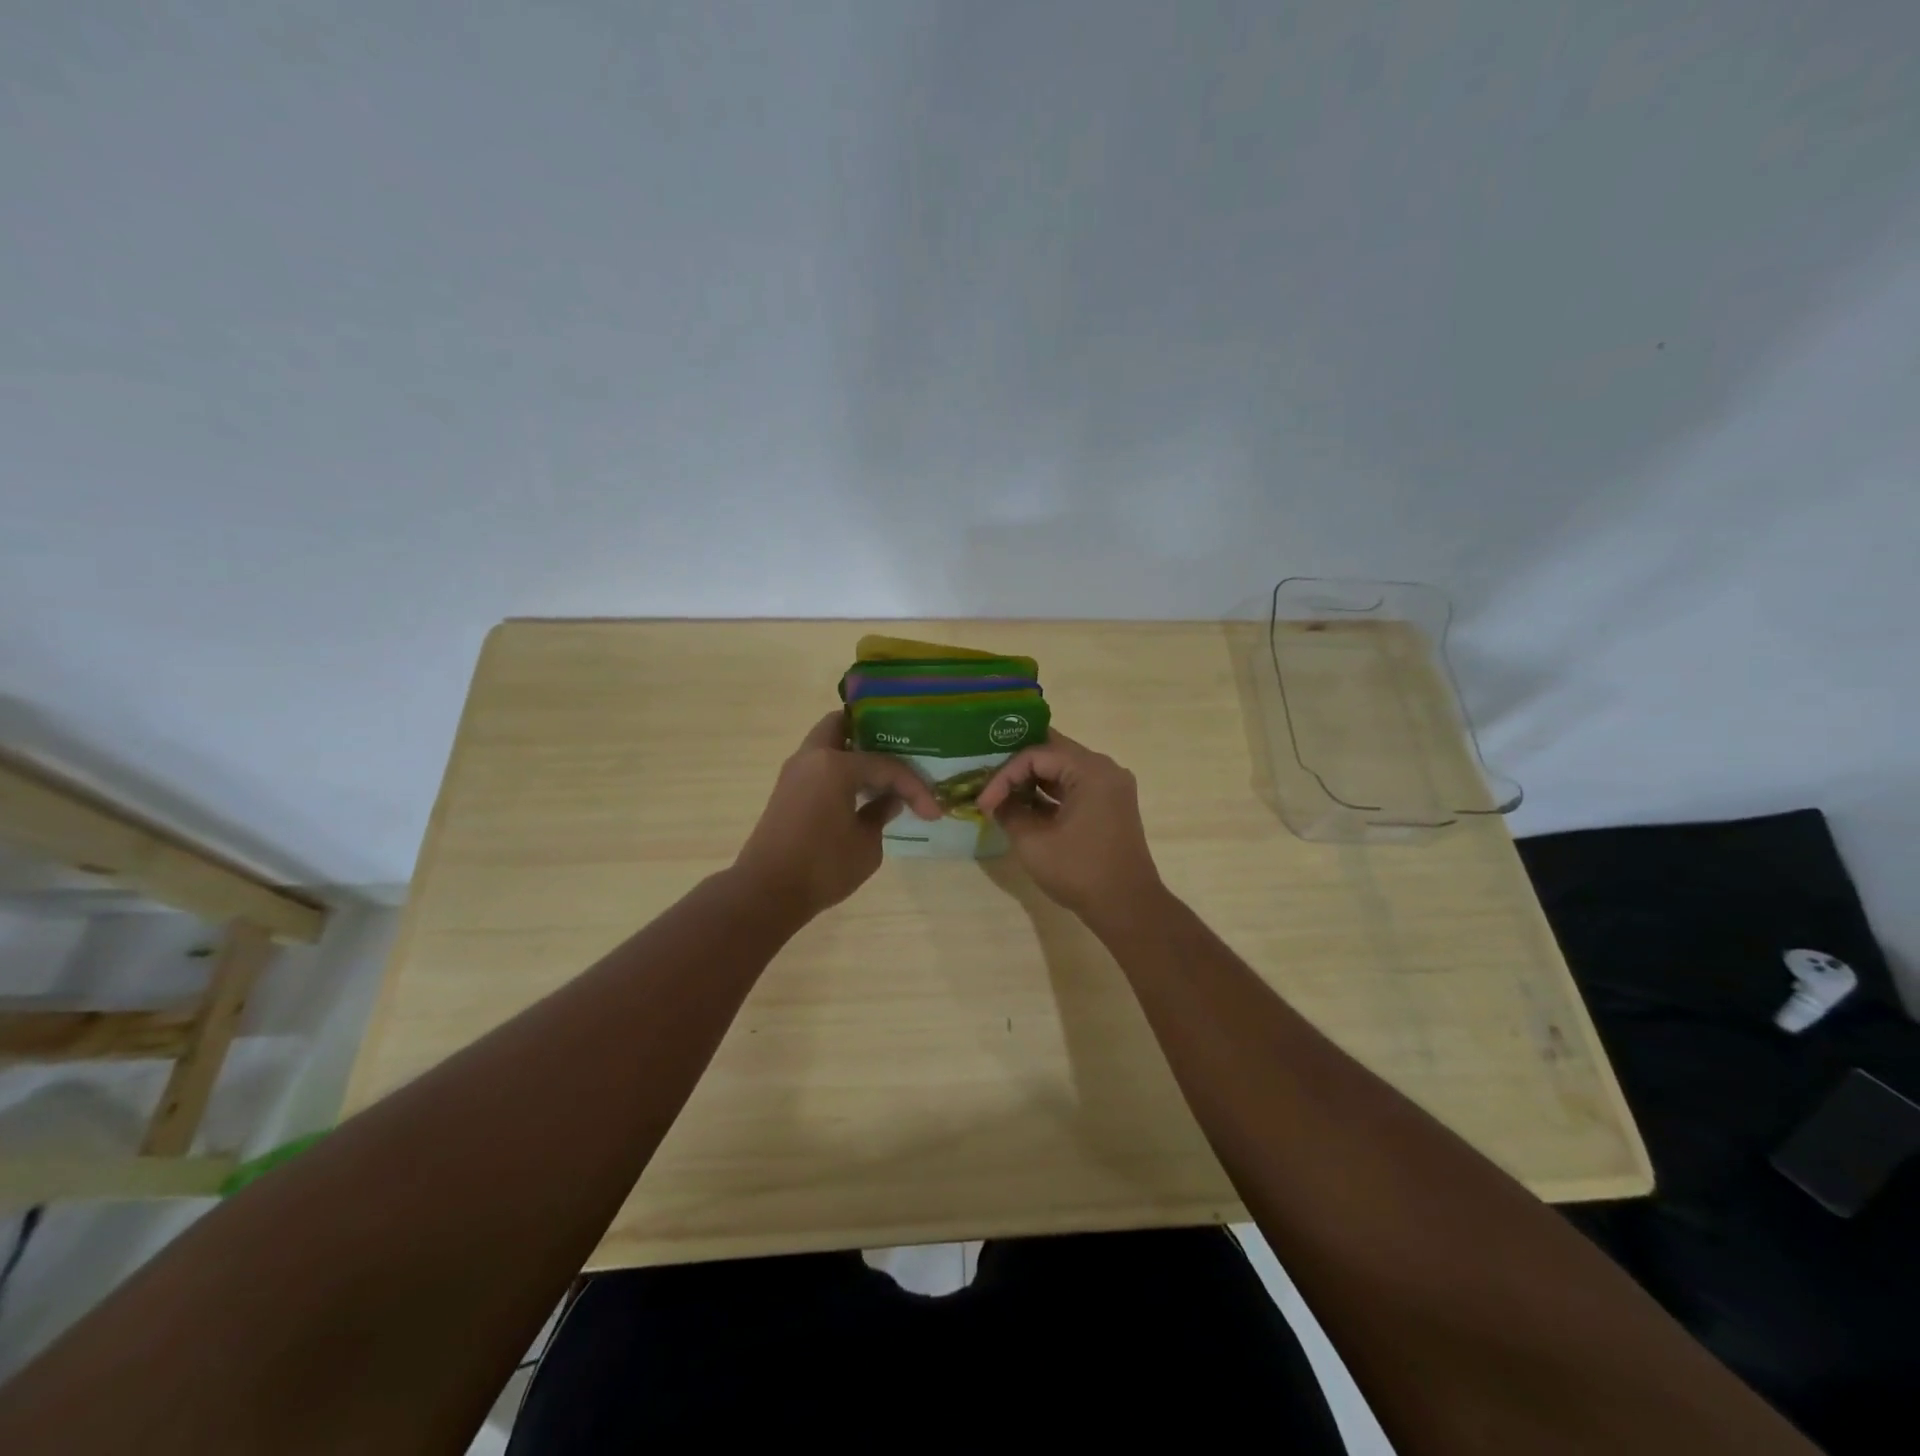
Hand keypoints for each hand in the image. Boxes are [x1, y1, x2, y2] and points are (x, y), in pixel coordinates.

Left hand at [734, 711, 941, 919]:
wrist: (767, 893)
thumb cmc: (822, 867)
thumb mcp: (867, 844)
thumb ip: (881, 814)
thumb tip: (889, 801)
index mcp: (834, 764)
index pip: (886, 765)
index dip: (914, 787)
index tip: (933, 812)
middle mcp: (812, 757)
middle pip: (843, 725)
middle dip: (872, 735)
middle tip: (899, 754)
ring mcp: (795, 773)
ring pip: (828, 745)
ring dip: (854, 754)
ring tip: (884, 775)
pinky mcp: (787, 791)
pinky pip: (820, 766)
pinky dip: (841, 771)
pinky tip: (862, 792)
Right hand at [975, 730, 1163, 921]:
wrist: (1127, 907)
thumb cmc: (1080, 871)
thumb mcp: (1033, 842)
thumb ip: (1009, 812)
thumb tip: (996, 802)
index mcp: (1090, 770)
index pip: (1036, 754)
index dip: (1004, 775)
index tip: (984, 802)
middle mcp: (1105, 768)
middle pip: (1052, 752)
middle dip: (1017, 768)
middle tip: (989, 782)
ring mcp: (1111, 786)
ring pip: (1063, 768)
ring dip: (1033, 779)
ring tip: (1003, 795)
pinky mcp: (1110, 804)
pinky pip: (1075, 786)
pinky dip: (1050, 793)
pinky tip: (1026, 807)